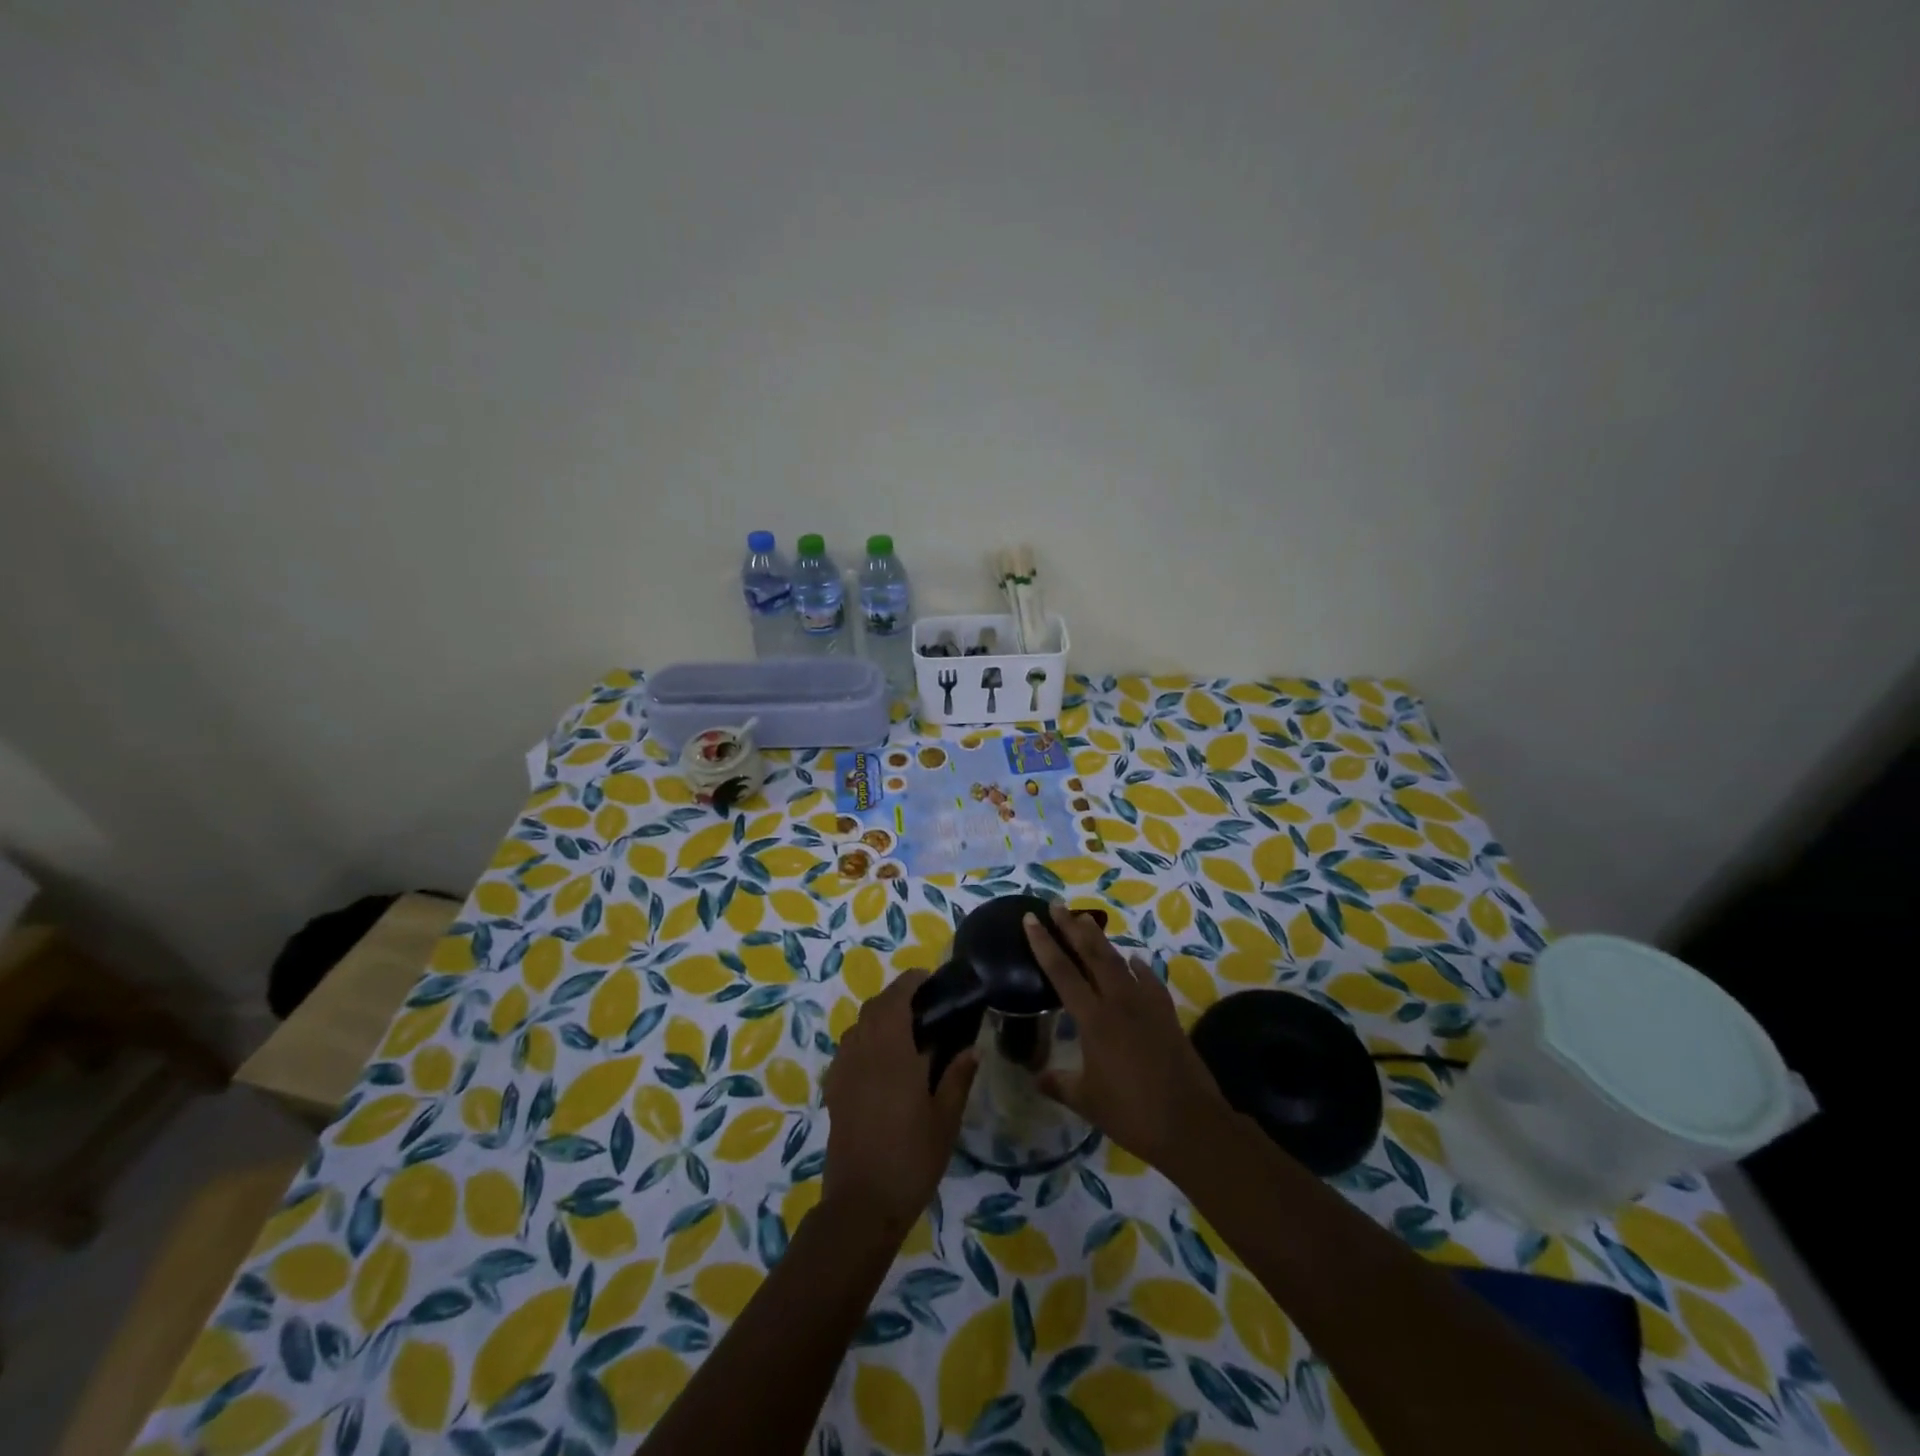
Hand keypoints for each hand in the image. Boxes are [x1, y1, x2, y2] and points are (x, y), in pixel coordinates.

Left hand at [821, 970, 977, 1230]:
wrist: (862, 1204)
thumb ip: (958, 1077)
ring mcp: (844, 1070)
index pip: (896, 999)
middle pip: (873, 1007)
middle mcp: (863, 1051)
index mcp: (891, 1051)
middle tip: (923, 1004)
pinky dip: (863, 1040)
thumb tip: (972, 1047)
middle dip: (895, 996)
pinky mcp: (834, 1090)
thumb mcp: (945, 1119)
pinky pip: (847, 1049)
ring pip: (858, 1026)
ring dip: (878, 1017)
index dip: (910, 982)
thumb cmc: (911, 1158)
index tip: (928, 978)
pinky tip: (881, 1061)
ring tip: (904, 1031)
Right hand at [1024, 901, 1229, 1169]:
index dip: (1043, 943)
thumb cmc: (1131, 1113)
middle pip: (1092, 953)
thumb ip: (1059, 1084)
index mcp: (1093, 1019)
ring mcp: (1146, 1004)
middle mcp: (1119, 1002)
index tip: (1030, 918)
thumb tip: (1035, 1077)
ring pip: (1119, 960)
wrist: (1190, 1123)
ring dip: (1101, 939)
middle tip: (1057, 904)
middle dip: (1072, 926)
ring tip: (1086, 920)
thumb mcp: (1086, 1101)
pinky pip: (1149, 980)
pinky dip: (1139, 967)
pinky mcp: (1167, 1014)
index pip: (1061, 971)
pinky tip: (1135, 960)